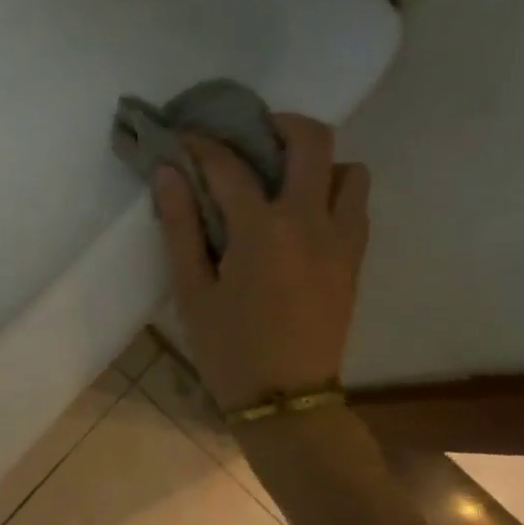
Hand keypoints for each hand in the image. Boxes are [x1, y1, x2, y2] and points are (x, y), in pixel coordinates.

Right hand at [153, 115, 369, 411]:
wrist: (286, 400)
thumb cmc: (228, 348)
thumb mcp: (191, 290)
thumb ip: (180, 226)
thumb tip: (167, 172)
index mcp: (262, 230)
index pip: (229, 165)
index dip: (201, 143)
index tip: (181, 136)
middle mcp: (311, 221)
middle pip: (312, 140)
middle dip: (278, 124)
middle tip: (248, 136)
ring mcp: (342, 238)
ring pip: (349, 169)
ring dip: (316, 162)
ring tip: (281, 180)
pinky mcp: (355, 258)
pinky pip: (356, 204)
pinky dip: (333, 192)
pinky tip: (300, 215)